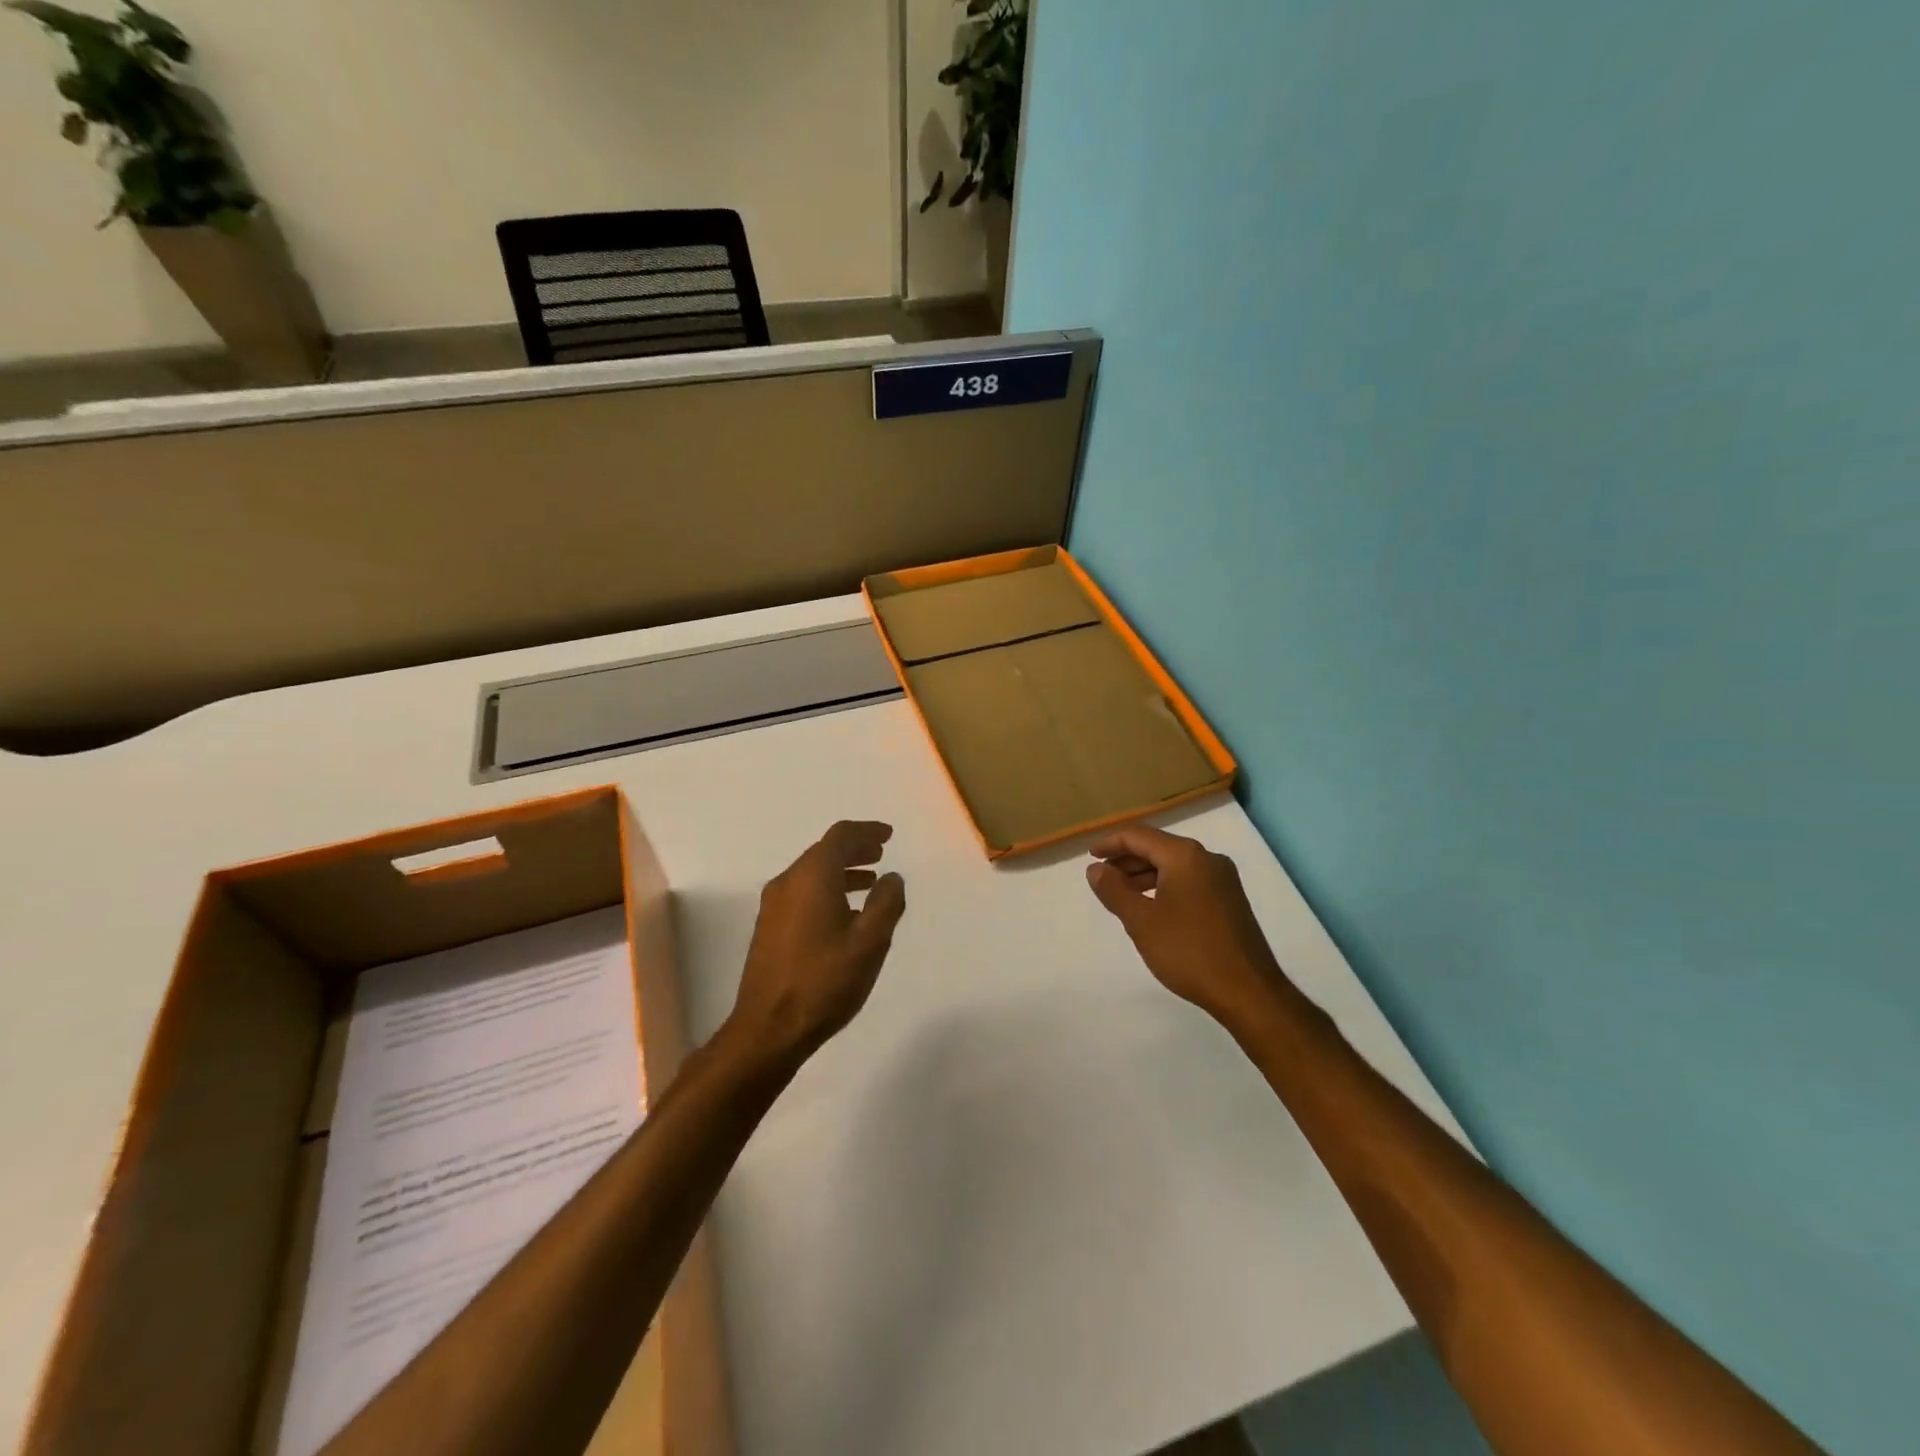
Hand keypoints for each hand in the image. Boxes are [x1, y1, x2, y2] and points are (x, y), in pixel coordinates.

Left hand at [726, 820, 907, 1069]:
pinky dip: (827, 889)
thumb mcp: (870, 941)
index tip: (888, 836)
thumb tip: (892, 878)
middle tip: (881, 854)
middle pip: (823, 852)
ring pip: (811, 874)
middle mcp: (788, 882)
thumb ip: (887, 903)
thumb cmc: (824, 980)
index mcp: (811, 877)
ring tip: (870, 882)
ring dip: (842, 871)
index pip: (840, 837)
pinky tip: (845, 913)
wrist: (769, 1028)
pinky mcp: (769, 928)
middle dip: (854, 849)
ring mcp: (773, 906)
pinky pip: (802, 892)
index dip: (866, 831)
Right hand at [1086, 824, 1287, 1028]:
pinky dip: (1164, 886)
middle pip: (1158, 847)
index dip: (1110, 843)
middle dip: (1127, 859)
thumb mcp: (1141, 921)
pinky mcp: (1230, 900)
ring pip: (1174, 865)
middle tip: (1101, 878)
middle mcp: (1207, 859)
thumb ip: (1114, 890)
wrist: (1249, 992)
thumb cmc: (1189, 951)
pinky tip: (1152, 908)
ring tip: (1121, 894)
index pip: (1139, 836)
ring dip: (1144, 874)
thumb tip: (1096, 869)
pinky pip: (1189, 880)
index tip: (1090, 857)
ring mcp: (1223, 879)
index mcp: (1185, 856)